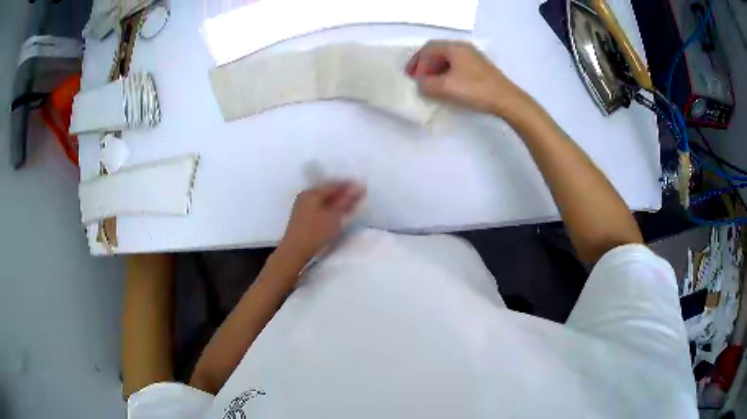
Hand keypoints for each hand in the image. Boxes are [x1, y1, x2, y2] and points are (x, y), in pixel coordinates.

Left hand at [278, 182, 365, 265]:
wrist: (295, 251)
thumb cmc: (315, 232)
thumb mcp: (335, 216)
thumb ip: (348, 201)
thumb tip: (360, 188)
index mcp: (312, 192)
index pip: (334, 184)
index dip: (349, 185)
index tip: (363, 187)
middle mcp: (305, 196)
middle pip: (328, 191)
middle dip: (344, 193)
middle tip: (359, 196)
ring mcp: (302, 206)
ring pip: (324, 199)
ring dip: (337, 201)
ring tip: (351, 205)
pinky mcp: (302, 217)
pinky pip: (319, 206)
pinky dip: (330, 207)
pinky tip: (338, 213)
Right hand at [406, 41, 528, 117]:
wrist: (507, 100)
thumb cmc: (475, 90)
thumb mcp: (446, 88)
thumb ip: (426, 84)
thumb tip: (420, 84)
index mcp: (454, 48)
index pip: (428, 48)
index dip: (416, 61)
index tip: (410, 76)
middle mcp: (464, 48)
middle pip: (438, 52)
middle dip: (425, 65)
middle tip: (418, 79)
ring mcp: (474, 58)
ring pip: (448, 59)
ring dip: (435, 70)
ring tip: (431, 84)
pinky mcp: (480, 69)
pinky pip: (457, 66)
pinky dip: (447, 73)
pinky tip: (447, 86)